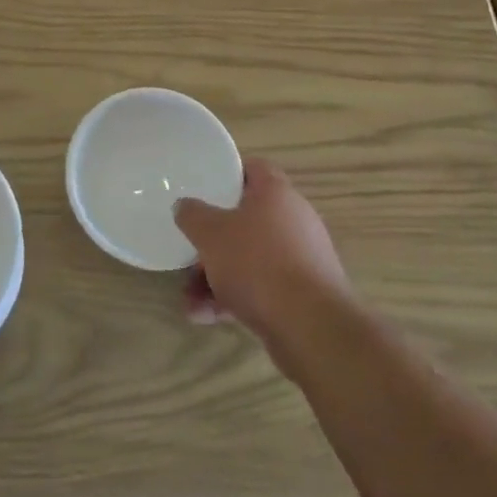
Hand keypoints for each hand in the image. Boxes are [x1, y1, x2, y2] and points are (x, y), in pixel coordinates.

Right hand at [174, 159, 353, 354]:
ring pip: (251, 258)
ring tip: (189, 298)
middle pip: (247, 219)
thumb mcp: (211, 234)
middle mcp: (294, 220)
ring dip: (217, 276)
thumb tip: (184, 206)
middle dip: (214, 239)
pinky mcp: (303, 295)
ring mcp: (301, 259)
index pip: (253, 169)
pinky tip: (204, 316)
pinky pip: (262, 287)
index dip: (227, 174)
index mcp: (276, 193)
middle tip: (190, 248)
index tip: (203, 186)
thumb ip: (192, 215)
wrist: (311, 328)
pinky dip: (234, 298)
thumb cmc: (258, 264)